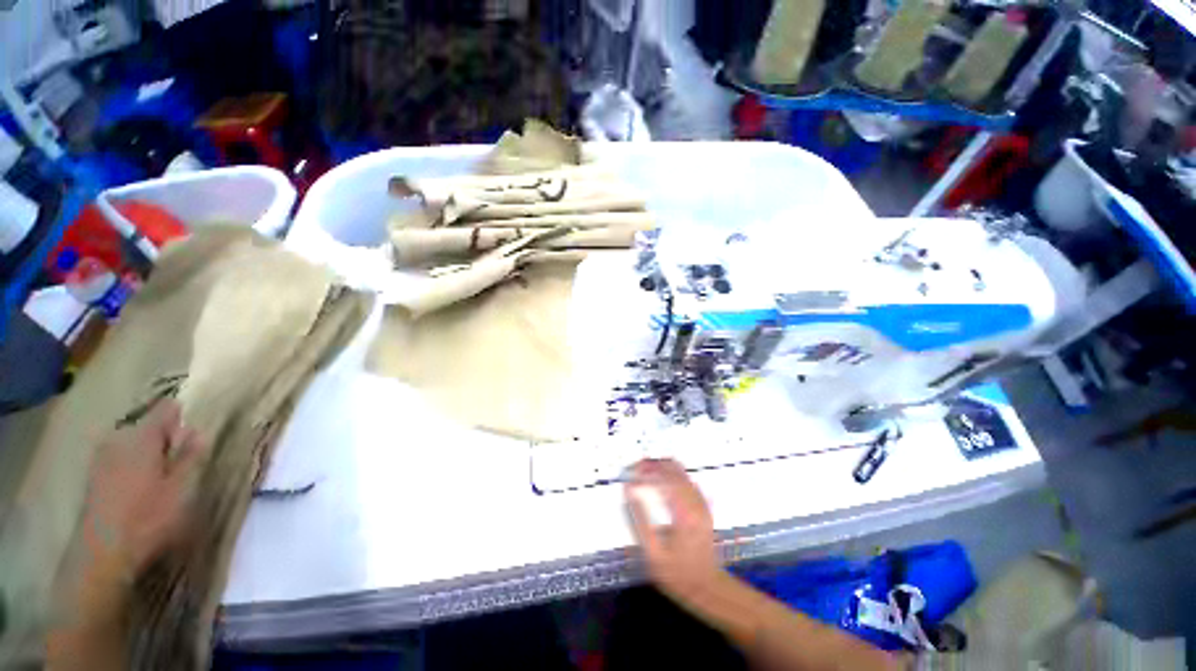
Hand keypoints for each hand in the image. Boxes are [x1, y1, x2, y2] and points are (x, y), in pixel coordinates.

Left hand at [79, 399, 208, 584]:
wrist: (102, 554)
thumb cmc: (148, 518)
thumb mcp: (180, 489)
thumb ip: (189, 457)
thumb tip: (198, 432)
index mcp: (142, 436)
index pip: (166, 409)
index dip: (182, 416)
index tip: (194, 432)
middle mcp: (119, 438)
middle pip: (148, 426)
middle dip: (165, 438)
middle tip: (181, 462)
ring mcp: (102, 457)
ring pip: (133, 443)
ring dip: (149, 453)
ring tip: (163, 477)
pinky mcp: (95, 475)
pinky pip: (120, 458)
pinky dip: (134, 465)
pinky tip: (141, 487)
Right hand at [624, 459, 722, 603]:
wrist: (707, 588)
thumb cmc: (676, 574)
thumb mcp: (652, 552)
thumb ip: (640, 519)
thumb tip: (628, 490)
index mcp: (683, 512)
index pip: (664, 476)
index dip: (646, 468)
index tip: (629, 470)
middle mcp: (694, 502)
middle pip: (673, 468)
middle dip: (652, 464)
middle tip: (634, 469)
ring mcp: (701, 502)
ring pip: (681, 471)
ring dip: (661, 467)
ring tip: (643, 473)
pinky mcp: (703, 506)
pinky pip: (687, 480)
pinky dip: (671, 475)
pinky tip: (660, 483)